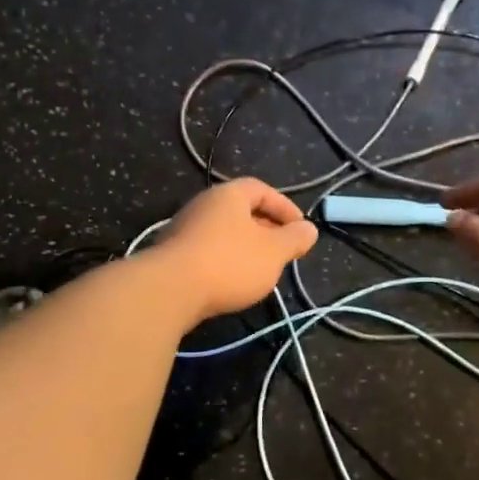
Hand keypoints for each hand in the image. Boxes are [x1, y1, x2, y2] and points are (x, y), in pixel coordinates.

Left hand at [157, 178, 318, 321]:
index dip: (284, 206)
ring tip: (261, 269)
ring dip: (244, 247)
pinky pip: (207, 250)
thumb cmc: (229, 263)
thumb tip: (309, 229)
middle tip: (282, 250)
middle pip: (240, 210)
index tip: (300, 229)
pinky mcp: (172, 254)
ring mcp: (184, 228)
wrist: (169, 290)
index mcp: (229, 195)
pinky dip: (224, 260)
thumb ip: (294, 239)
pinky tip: (231, 282)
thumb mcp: (273, 252)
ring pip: (223, 232)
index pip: (261, 189)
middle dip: (265, 229)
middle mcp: (204, 204)